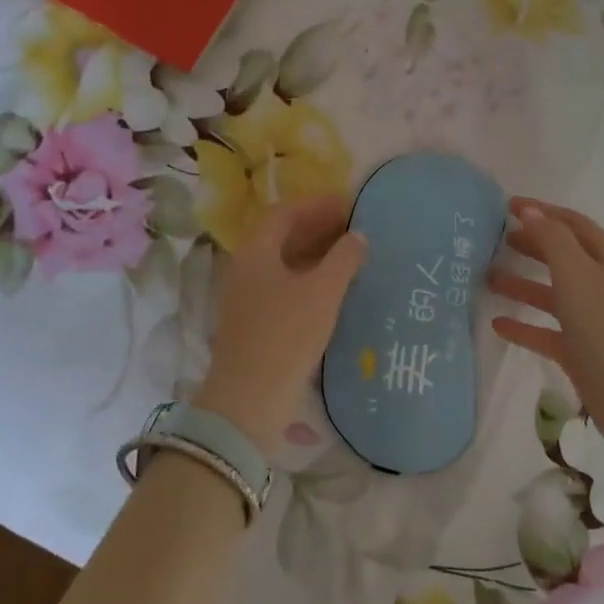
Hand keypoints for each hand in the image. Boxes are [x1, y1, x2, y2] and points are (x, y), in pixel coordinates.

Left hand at [195, 194, 365, 456]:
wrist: (249, 399)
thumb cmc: (287, 335)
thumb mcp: (323, 292)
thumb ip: (343, 258)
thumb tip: (357, 235)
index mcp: (256, 251)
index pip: (284, 212)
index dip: (316, 204)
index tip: (347, 204)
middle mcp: (246, 268)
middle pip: (281, 236)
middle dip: (317, 227)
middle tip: (353, 227)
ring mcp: (247, 297)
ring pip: (283, 263)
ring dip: (315, 254)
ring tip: (349, 255)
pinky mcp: (255, 322)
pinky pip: (284, 286)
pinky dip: (309, 278)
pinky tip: (333, 290)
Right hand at [490, 198, 603, 469]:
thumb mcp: (577, 272)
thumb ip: (551, 238)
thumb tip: (528, 210)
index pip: (572, 224)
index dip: (542, 212)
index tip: (507, 206)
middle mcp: (600, 284)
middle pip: (562, 256)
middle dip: (531, 245)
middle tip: (495, 240)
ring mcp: (590, 319)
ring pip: (551, 294)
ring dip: (521, 284)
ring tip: (487, 278)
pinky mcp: (579, 351)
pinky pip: (545, 331)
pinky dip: (523, 325)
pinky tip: (496, 324)